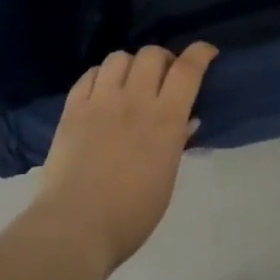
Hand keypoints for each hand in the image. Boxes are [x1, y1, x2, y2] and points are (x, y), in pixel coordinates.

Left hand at [34, 43, 217, 275]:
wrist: (75, 227)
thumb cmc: (131, 214)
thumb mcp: (166, 179)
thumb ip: (176, 142)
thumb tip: (187, 119)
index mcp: (165, 119)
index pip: (187, 70)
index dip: (200, 53)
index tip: (207, 52)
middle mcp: (134, 100)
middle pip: (152, 54)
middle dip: (163, 59)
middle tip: (163, 78)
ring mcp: (100, 101)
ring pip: (119, 57)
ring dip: (130, 65)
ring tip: (129, 82)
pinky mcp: (72, 108)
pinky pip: (89, 75)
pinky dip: (100, 76)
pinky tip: (102, 91)